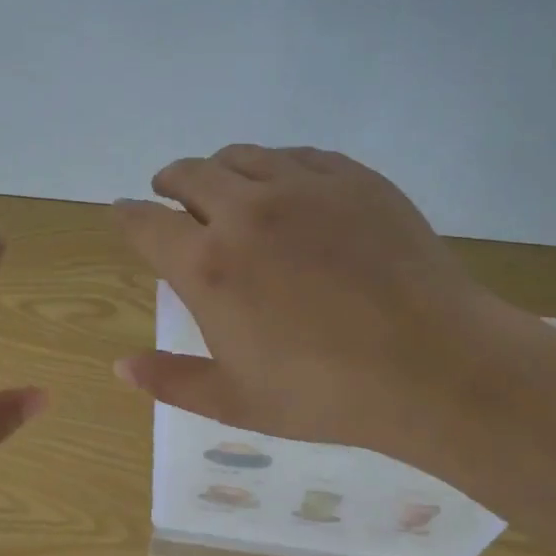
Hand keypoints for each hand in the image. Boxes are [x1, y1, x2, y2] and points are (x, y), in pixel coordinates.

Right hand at [113, 146, 524, 459]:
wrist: (436, 366)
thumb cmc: (326, 393)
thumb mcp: (235, 401)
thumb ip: (171, 381)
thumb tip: (119, 367)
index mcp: (208, 265)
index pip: (145, 223)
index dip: (127, 216)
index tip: (123, 212)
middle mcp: (245, 212)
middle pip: (188, 174)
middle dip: (169, 182)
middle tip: (170, 193)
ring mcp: (303, 187)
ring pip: (241, 156)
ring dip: (219, 168)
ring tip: (224, 186)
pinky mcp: (353, 178)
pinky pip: (297, 155)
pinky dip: (275, 164)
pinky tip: (285, 184)